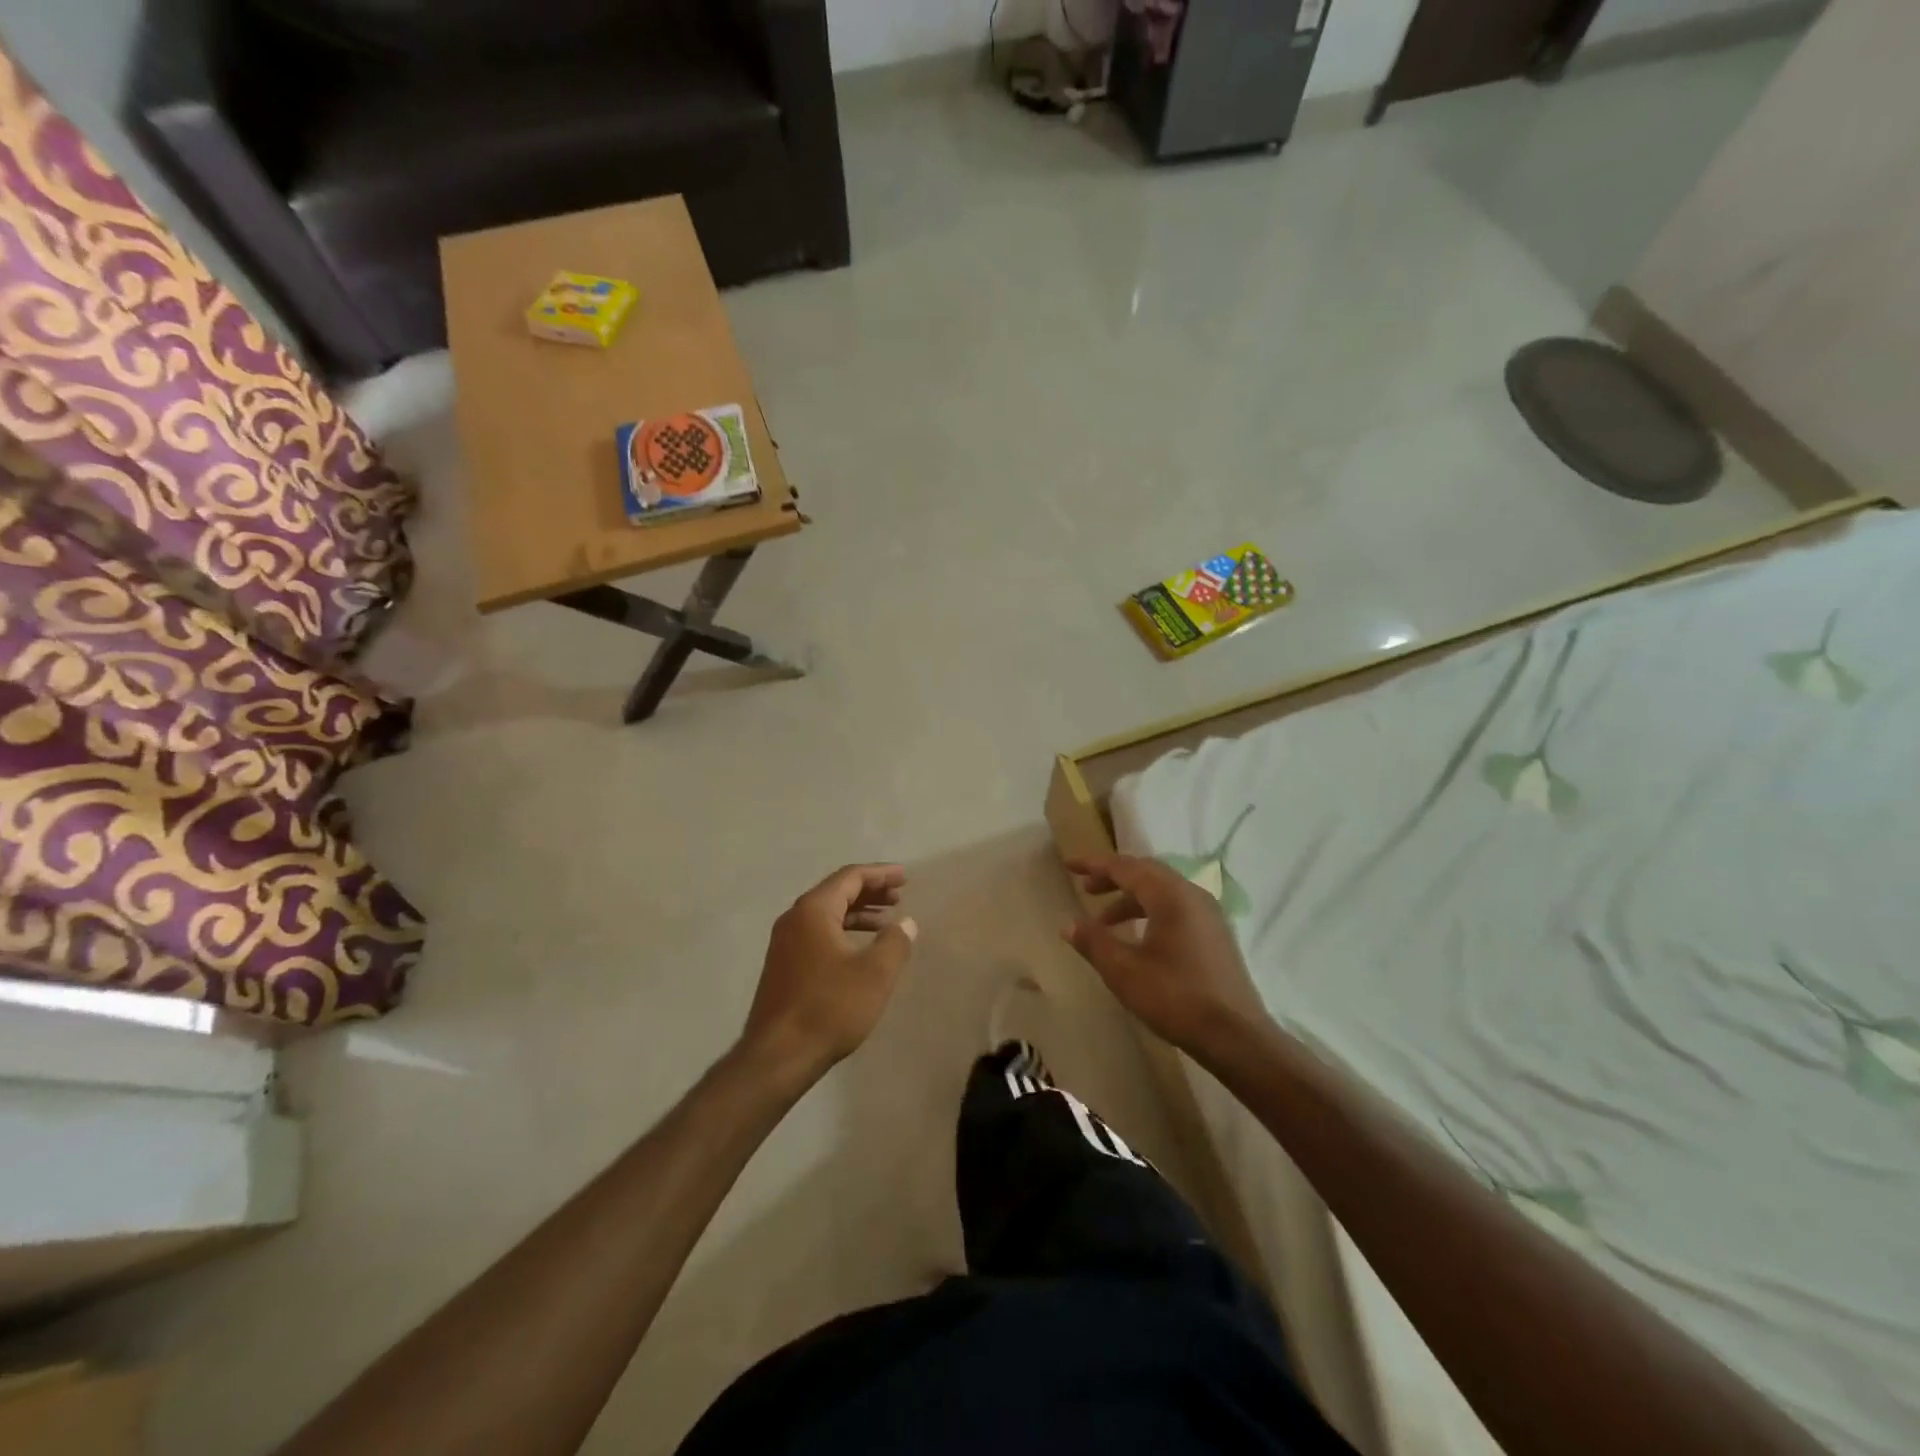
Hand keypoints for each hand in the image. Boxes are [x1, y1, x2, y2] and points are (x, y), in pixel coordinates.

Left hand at [741, 864, 917, 1082]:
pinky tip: (861, 950)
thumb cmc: (829, 1008)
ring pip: (827, 915)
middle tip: (899, 896)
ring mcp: (785, 943)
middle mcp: (794, 919)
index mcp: (813, 911)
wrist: (778, 1057)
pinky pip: (818, 934)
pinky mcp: (784, 966)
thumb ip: (895, 942)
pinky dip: (844, 932)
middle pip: (836, 892)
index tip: (905, 877)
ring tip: (887, 922)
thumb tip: (906, 923)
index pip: (850, 877)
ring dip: (858, 913)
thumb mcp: (874, 974)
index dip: (880, 874)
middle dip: (870, 891)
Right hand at [1062, 854, 1268, 1064]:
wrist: (1236, 1037)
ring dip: (1130, 899)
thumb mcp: (1124, 971)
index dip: (1095, 865)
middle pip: (1147, 873)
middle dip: (1113, 878)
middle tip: (1086, 889)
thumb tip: (1068, 924)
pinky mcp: (1216, 935)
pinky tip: (1138, 937)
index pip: (1126, 867)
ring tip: (1104, 922)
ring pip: (1162, 892)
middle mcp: (1192, 895)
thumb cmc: (1175, 998)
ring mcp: (1209, 915)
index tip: (1070, 865)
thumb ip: (1094, 942)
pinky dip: (1150, 912)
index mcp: (1170, 896)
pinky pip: (1176, 908)